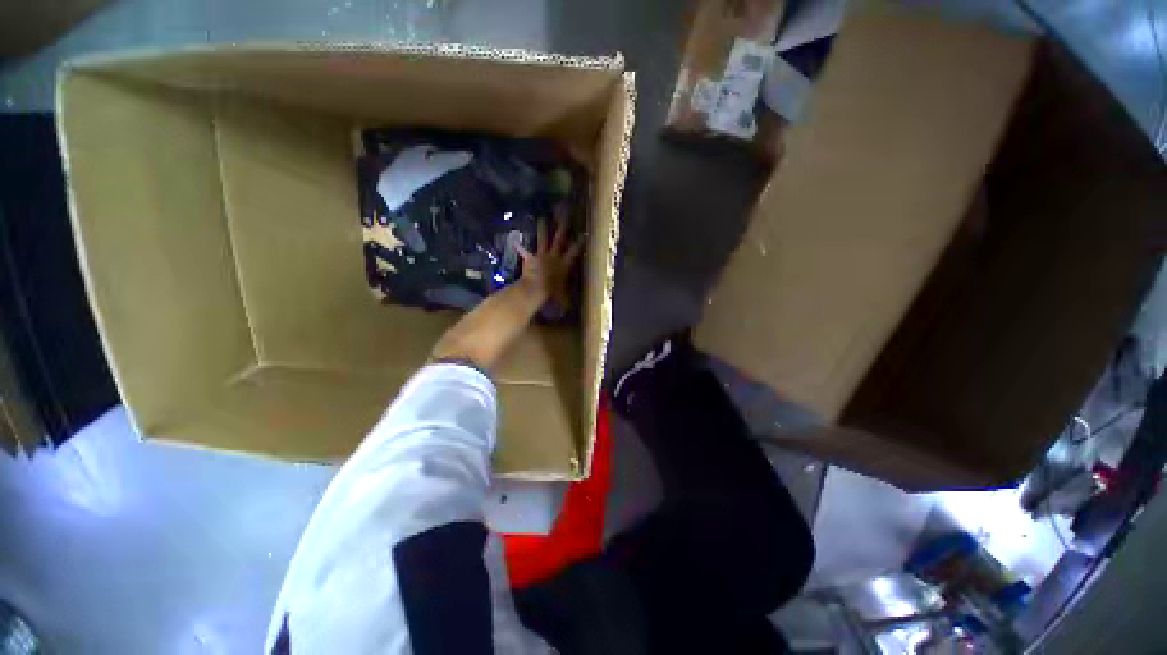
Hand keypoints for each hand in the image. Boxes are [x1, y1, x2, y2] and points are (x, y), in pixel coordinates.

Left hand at [516, 218, 583, 310]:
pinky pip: (524, 252)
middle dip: (563, 227)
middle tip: (565, 214)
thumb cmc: (553, 294)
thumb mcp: (565, 298)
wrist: (535, 290)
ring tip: (542, 218)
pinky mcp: (530, 259)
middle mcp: (554, 257)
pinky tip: (515, 241)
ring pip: (543, 239)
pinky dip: (520, 247)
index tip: (584, 233)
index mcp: (565, 265)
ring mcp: (541, 256)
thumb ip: (568, 299)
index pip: (575, 251)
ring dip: (543, 229)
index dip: (580, 242)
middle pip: (559, 239)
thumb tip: (572, 306)